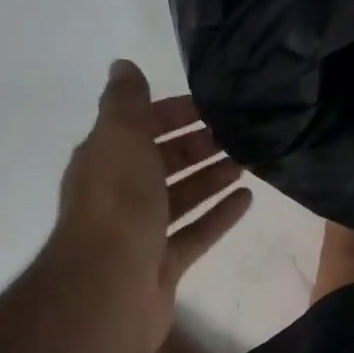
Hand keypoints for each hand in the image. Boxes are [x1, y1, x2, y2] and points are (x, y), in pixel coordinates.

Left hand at [40, 60, 252, 352]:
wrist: (108, 287)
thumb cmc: (118, 204)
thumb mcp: (120, 137)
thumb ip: (126, 102)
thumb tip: (123, 65)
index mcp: (105, 161)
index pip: (140, 127)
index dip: (172, 113)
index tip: (211, 106)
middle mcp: (121, 194)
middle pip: (163, 162)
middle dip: (196, 146)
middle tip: (237, 135)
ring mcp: (142, 232)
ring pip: (182, 197)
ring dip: (212, 178)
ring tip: (248, 162)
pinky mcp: (163, 264)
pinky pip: (196, 233)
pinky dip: (219, 215)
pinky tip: (247, 199)